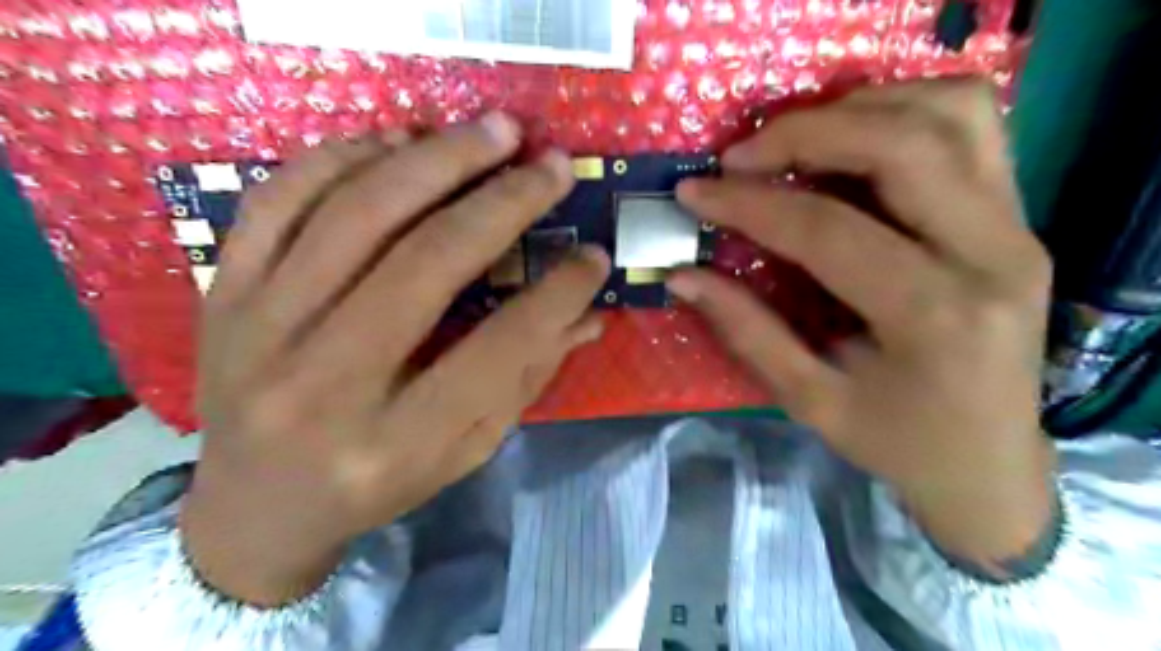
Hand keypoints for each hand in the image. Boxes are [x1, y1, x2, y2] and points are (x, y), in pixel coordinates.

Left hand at [182, 115, 609, 607]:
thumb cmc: (375, 486)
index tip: (594, 254)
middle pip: (425, 263)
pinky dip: (342, 157)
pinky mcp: (225, 295)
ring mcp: (259, 330)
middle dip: (502, 202)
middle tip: (549, 164)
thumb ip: (525, 379)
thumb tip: (587, 314)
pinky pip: (277, 200)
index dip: (558, 293)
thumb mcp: (464, 451)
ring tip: (491, 132)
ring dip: (434, 159)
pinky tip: (398, 141)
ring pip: (354, 214)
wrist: (254, 508)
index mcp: (395, 440)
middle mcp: (324, 382)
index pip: (499, 348)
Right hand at [672, 81, 1058, 573]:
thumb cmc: (897, 443)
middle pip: (901, 144)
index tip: (694, 191)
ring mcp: (1018, 225)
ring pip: (950, 113)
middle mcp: (992, 254)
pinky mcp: (1019, 216)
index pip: (828, 229)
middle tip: (740, 155)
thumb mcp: (811, 401)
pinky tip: (851, 139)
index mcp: (934, 316)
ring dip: (859, 108)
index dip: (749, 204)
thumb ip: (746, 331)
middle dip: (805, 132)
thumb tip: (683, 276)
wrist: (991, 461)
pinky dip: (904, 110)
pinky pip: (971, 127)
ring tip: (794, 139)